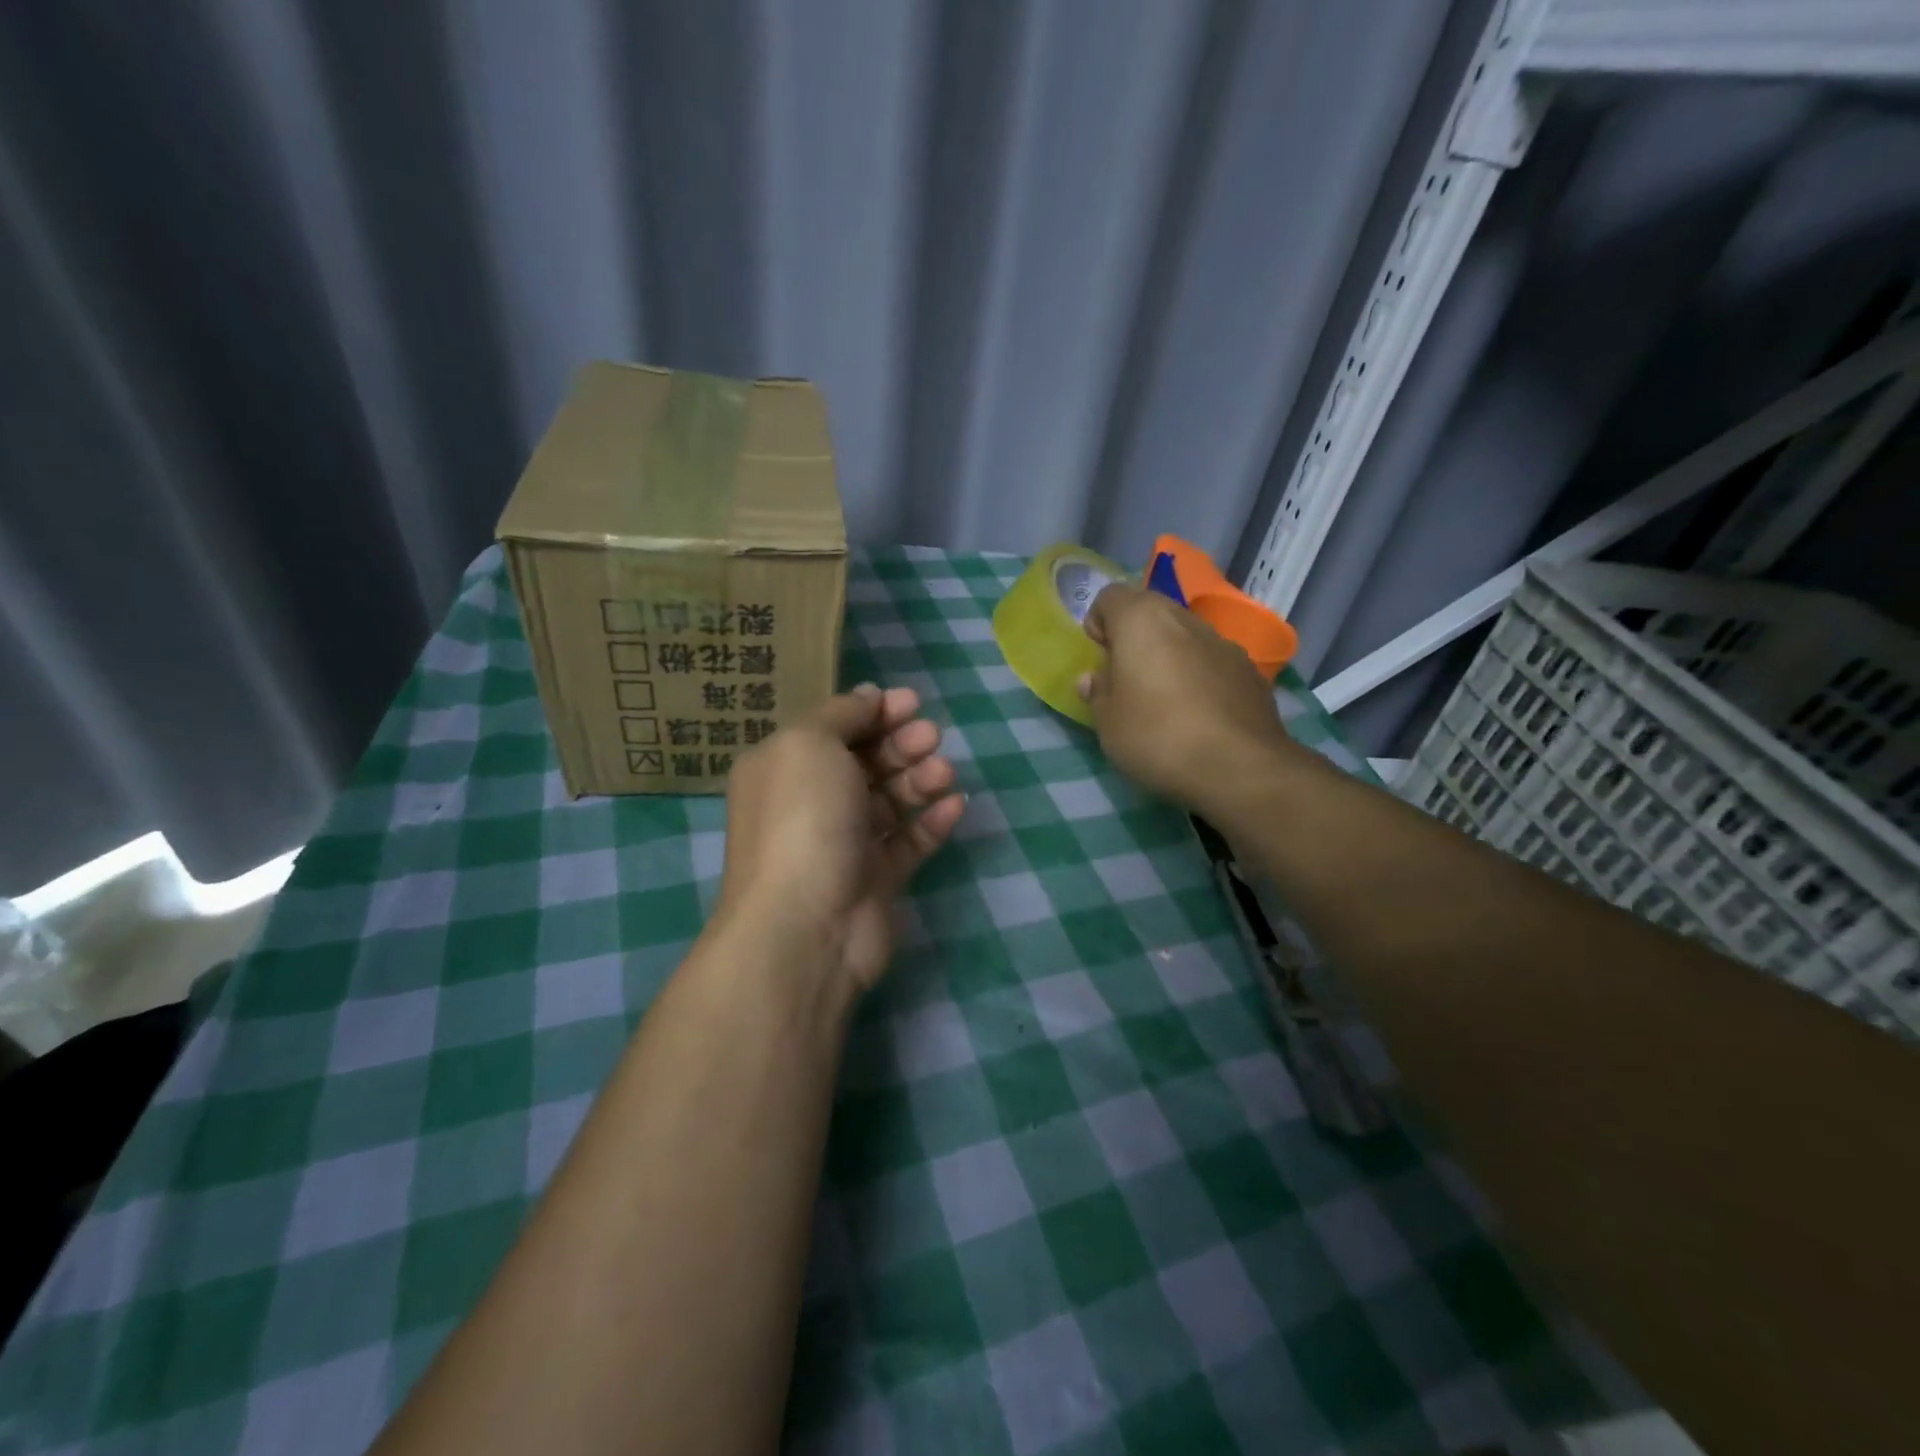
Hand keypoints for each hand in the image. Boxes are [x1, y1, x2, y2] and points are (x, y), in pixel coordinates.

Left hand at [717, 684, 965, 995]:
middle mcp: (810, 803)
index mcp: (784, 768)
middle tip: (931, 736)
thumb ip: (842, 714)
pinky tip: (956, 805)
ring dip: (919, 779)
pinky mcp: (874, 880)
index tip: (912, 701)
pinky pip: (908, 841)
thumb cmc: (803, 819)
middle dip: (900, 743)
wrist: (806, 927)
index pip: (833, 729)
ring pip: (889, 800)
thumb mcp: (810, 744)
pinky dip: (931, 821)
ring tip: (944, 772)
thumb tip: (869, 697)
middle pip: (865, 762)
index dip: (873, 711)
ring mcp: (843, 844)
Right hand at [1078, 583, 1298, 818]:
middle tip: (1127, 680)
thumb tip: (1094, 678)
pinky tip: (1199, 716)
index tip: (1099, 660)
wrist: (1238, 767)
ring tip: (1166, 701)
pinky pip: (1212, 662)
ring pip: (1185, 637)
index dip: (1098, 625)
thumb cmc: (1156, 735)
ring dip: (1170, 657)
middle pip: (1150, 613)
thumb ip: (1098, 692)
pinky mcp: (1250, 670)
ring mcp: (1223, 642)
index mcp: (1142, 619)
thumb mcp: (1107, 722)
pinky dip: (1200, 677)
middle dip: (1135, 639)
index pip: (1109, 597)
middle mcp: (1184, 618)